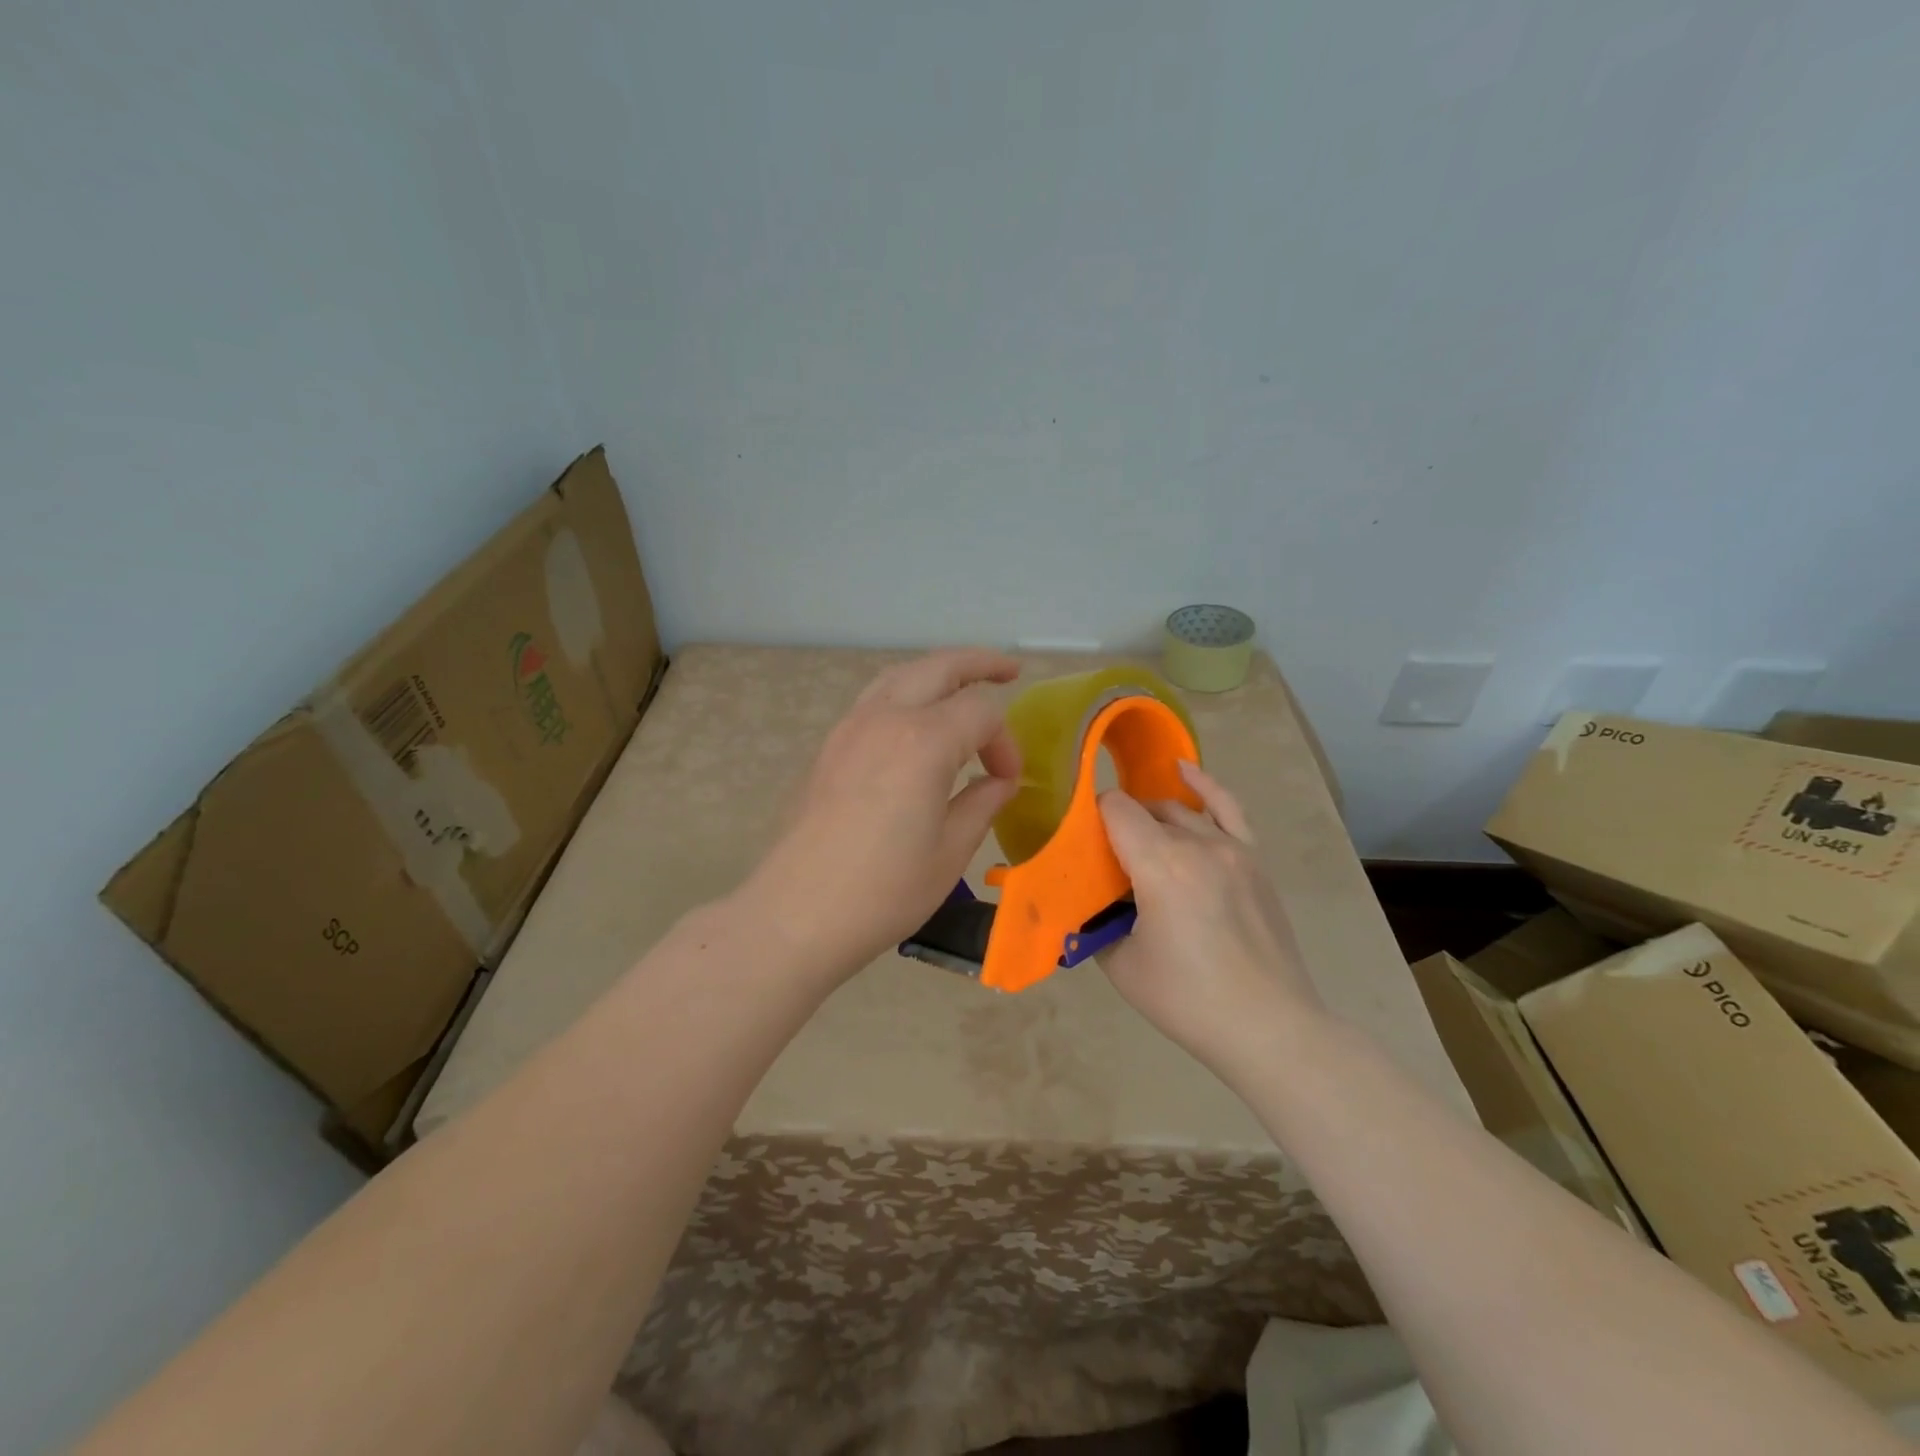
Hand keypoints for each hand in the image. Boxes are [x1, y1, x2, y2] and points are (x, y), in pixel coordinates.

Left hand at [746, 649, 1021, 974]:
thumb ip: (982, 803)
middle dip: (979, 664)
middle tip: (1010, 670)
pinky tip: (916, 722)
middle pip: (938, 668)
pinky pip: (874, 700)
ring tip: (963, 684)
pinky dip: (905, 694)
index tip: (1009, 780)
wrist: (797, 914)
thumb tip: (1000, 781)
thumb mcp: (950, 852)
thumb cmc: (883, 891)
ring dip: (936, 672)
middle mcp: (885, 719)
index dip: (1005, 743)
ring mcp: (849, 729)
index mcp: (923, 741)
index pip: (981, 715)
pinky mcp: (829, 747)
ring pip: (900, 676)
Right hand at [1099, 761, 1322, 1075]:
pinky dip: (1204, 786)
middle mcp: (1197, 843)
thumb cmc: (1188, 1000)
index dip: (1091, 819)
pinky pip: (1227, 808)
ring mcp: (1232, 848)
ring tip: (1136, 841)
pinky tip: (1183, 771)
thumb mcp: (1121, 965)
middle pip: (1145, 810)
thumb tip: (1085, 904)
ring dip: (1152, 818)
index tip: (1081, 847)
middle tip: (1104, 861)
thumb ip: (1095, 923)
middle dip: (1118, 825)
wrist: (1269, 1027)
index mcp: (1160, 865)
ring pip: (1179, 811)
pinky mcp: (1254, 859)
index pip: (1116, 810)